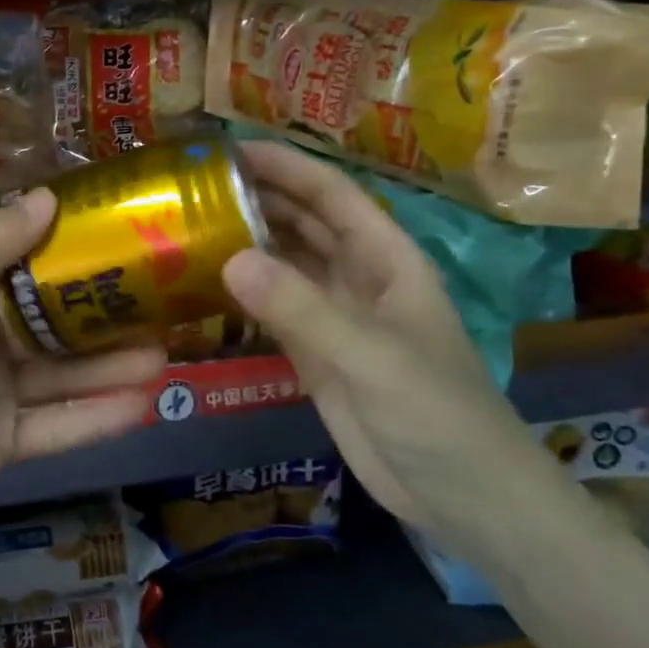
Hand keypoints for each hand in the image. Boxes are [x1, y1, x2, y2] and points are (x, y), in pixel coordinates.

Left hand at [0, 189, 165, 545]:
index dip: (67, 256)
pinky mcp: (1, 444)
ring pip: (60, 378)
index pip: (23, 271)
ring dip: (108, 369)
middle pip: (51, 328)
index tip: (119, 241)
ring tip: (165, 356)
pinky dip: (94, 418)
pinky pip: (55, 427)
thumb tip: (48, 196)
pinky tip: (142, 405)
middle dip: (102, 320)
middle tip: (161, 308)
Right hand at [221, 140, 539, 532]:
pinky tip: (202, 285)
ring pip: (283, 263)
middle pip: (302, 221)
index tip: (227, 150)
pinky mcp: (315, 352)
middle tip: (190, 188)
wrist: (462, 497)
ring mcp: (335, 315)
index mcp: (385, 258)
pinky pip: (272, 308)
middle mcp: (357, 276)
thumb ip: (302, 308)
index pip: (330, 194)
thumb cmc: (437, 414)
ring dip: (244, 242)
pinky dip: (241, 293)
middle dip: (256, 198)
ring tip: (186, 227)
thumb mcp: (372, 356)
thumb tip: (229, 258)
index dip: (284, 166)